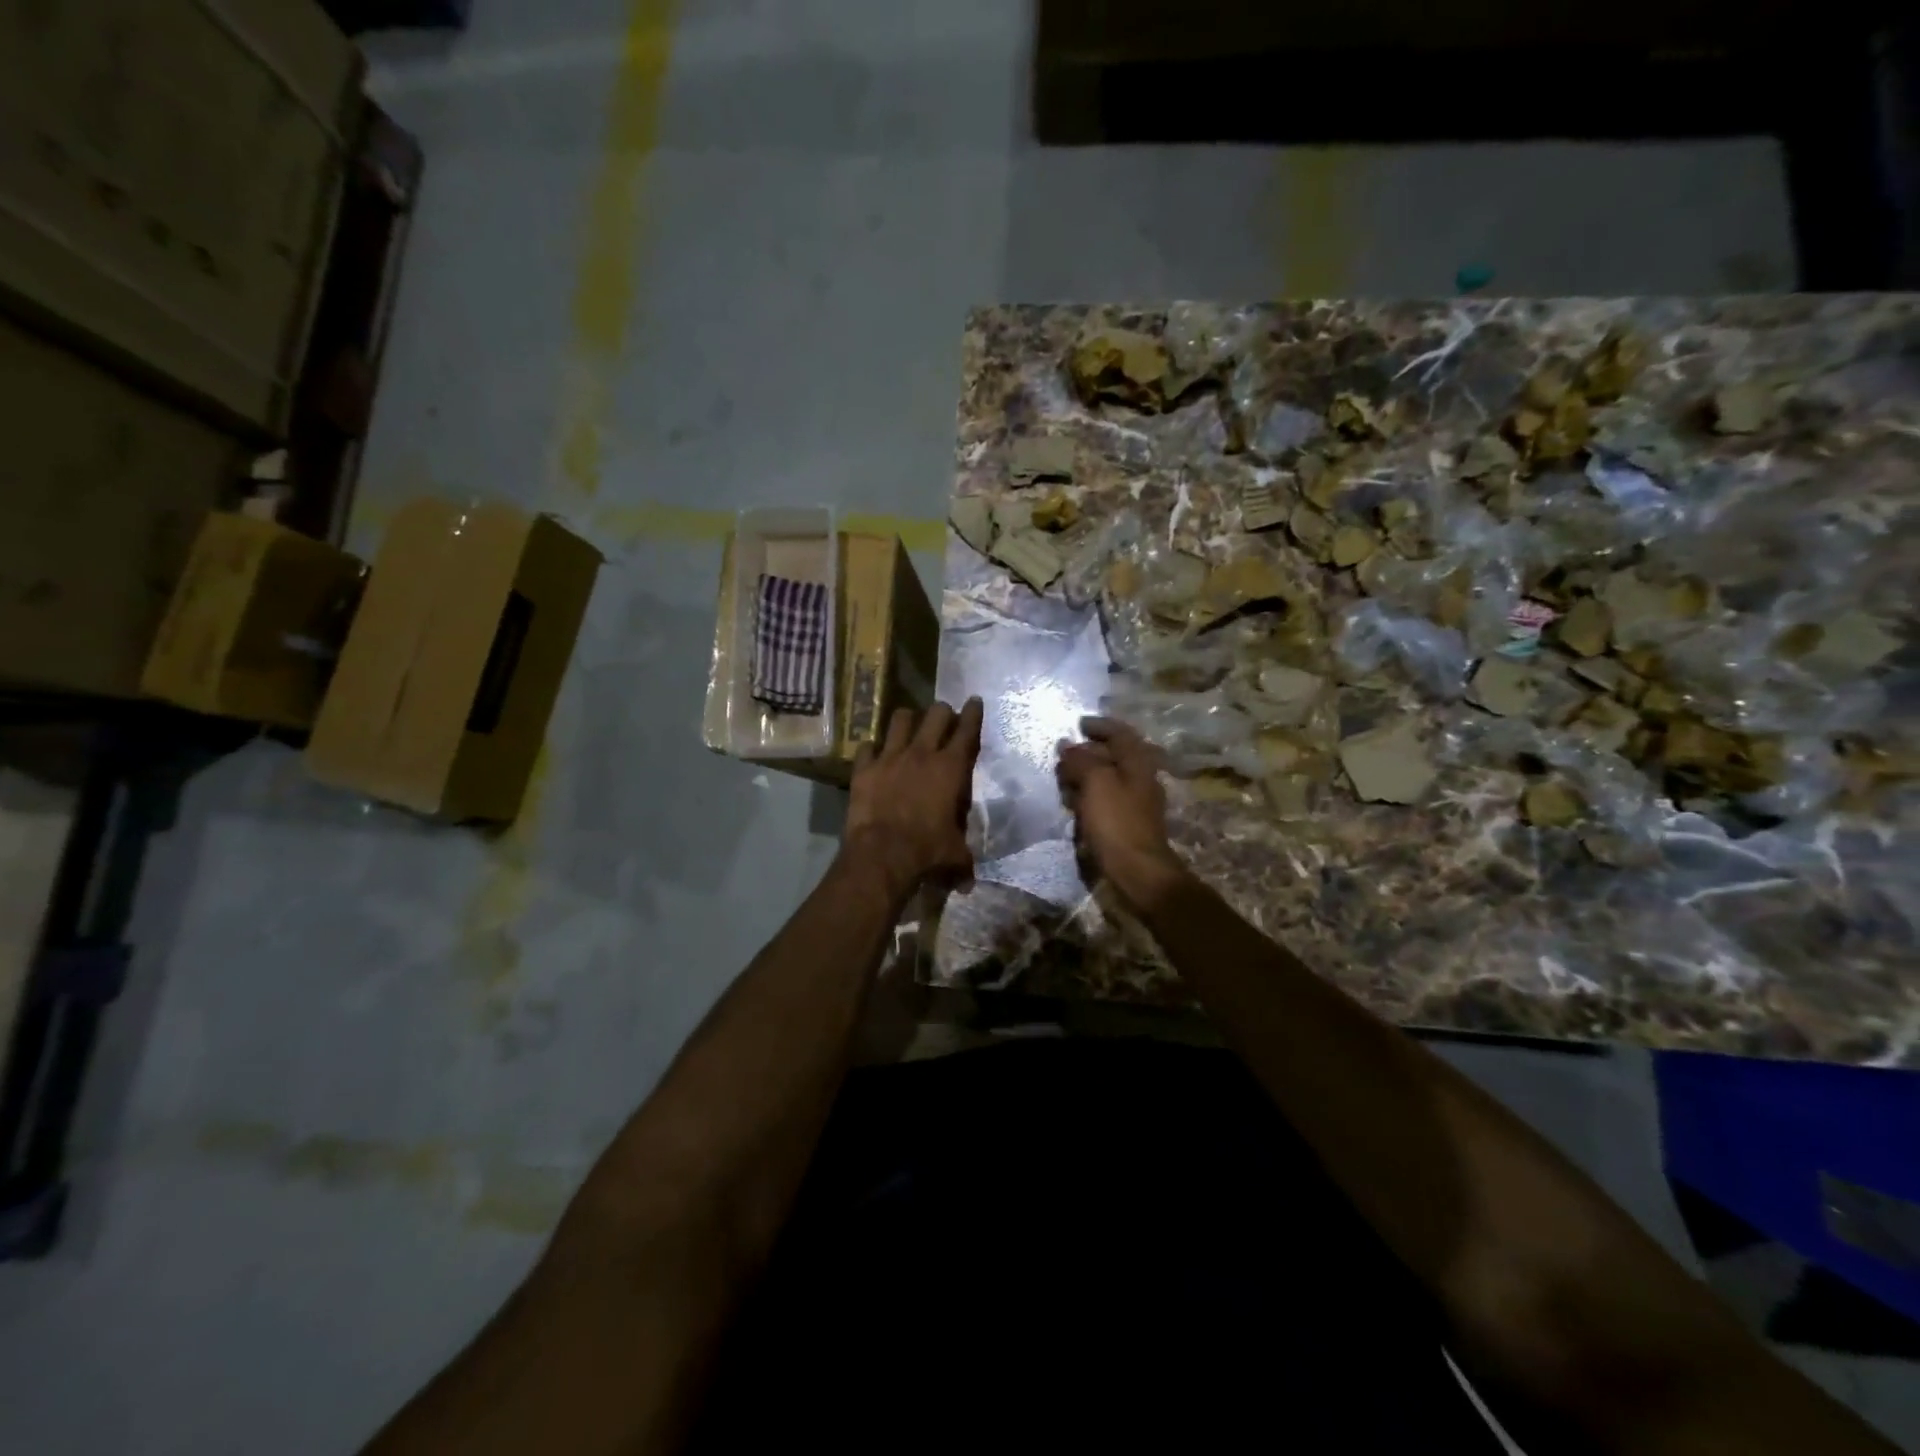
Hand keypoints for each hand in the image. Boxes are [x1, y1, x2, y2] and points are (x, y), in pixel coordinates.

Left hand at [844, 698, 983, 896]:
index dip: (973, 713)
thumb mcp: (954, 856)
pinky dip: (872, 749)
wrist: (882, 854)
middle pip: (936, 714)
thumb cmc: (927, 851)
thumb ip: (962, 863)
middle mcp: (922, 753)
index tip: (974, 701)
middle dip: (942, 712)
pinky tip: (874, 755)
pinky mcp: (864, 768)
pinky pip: (867, 747)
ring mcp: (890, 757)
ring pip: (900, 719)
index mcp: (951, 768)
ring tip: (908, 726)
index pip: (967, 730)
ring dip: (907, 720)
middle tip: (943, 717)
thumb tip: (967, 884)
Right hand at [1056, 716, 1186, 907]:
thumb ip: (1081, 759)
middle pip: (1112, 755)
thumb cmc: (1117, 821)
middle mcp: (1140, 778)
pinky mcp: (1126, 823)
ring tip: (1062, 781)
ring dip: (1085, 776)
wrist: (1138, 871)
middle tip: (1062, 757)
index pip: (1120, 732)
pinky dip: (1088, 797)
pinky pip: (1104, 801)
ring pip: (1107, 779)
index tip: (1077, 724)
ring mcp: (1135, 802)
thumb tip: (1066, 745)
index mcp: (1138, 762)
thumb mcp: (1096, 782)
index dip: (1099, 725)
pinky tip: (1073, 806)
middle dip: (1086, 752)